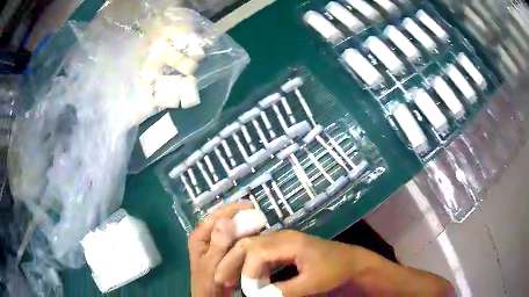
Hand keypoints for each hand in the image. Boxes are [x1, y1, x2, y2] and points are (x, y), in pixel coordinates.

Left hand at [188, 202, 251, 296]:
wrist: (211, 296)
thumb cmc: (208, 280)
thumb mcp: (212, 263)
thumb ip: (218, 243)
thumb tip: (226, 221)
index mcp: (199, 236)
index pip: (215, 216)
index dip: (232, 210)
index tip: (250, 206)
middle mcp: (206, 237)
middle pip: (223, 221)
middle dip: (239, 217)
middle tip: (257, 215)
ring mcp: (215, 244)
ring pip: (230, 230)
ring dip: (243, 225)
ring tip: (258, 222)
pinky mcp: (224, 251)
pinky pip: (234, 240)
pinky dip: (244, 236)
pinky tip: (254, 235)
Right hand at [214, 230, 371, 295]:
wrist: (351, 262)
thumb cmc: (334, 270)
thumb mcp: (312, 283)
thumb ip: (285, 290)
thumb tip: (258, 296)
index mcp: (289, 242)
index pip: (257, 251)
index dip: (247, 270)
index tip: (246, 289)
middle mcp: (282, 237)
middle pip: (249, 244)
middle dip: (233, 261)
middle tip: (221, 279)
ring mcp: (282, 242)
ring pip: (252, 248)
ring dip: (239, 263)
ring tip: (230, 279)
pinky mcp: (283, 249)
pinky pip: (261, 255)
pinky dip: (252, 266)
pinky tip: (250, 279)